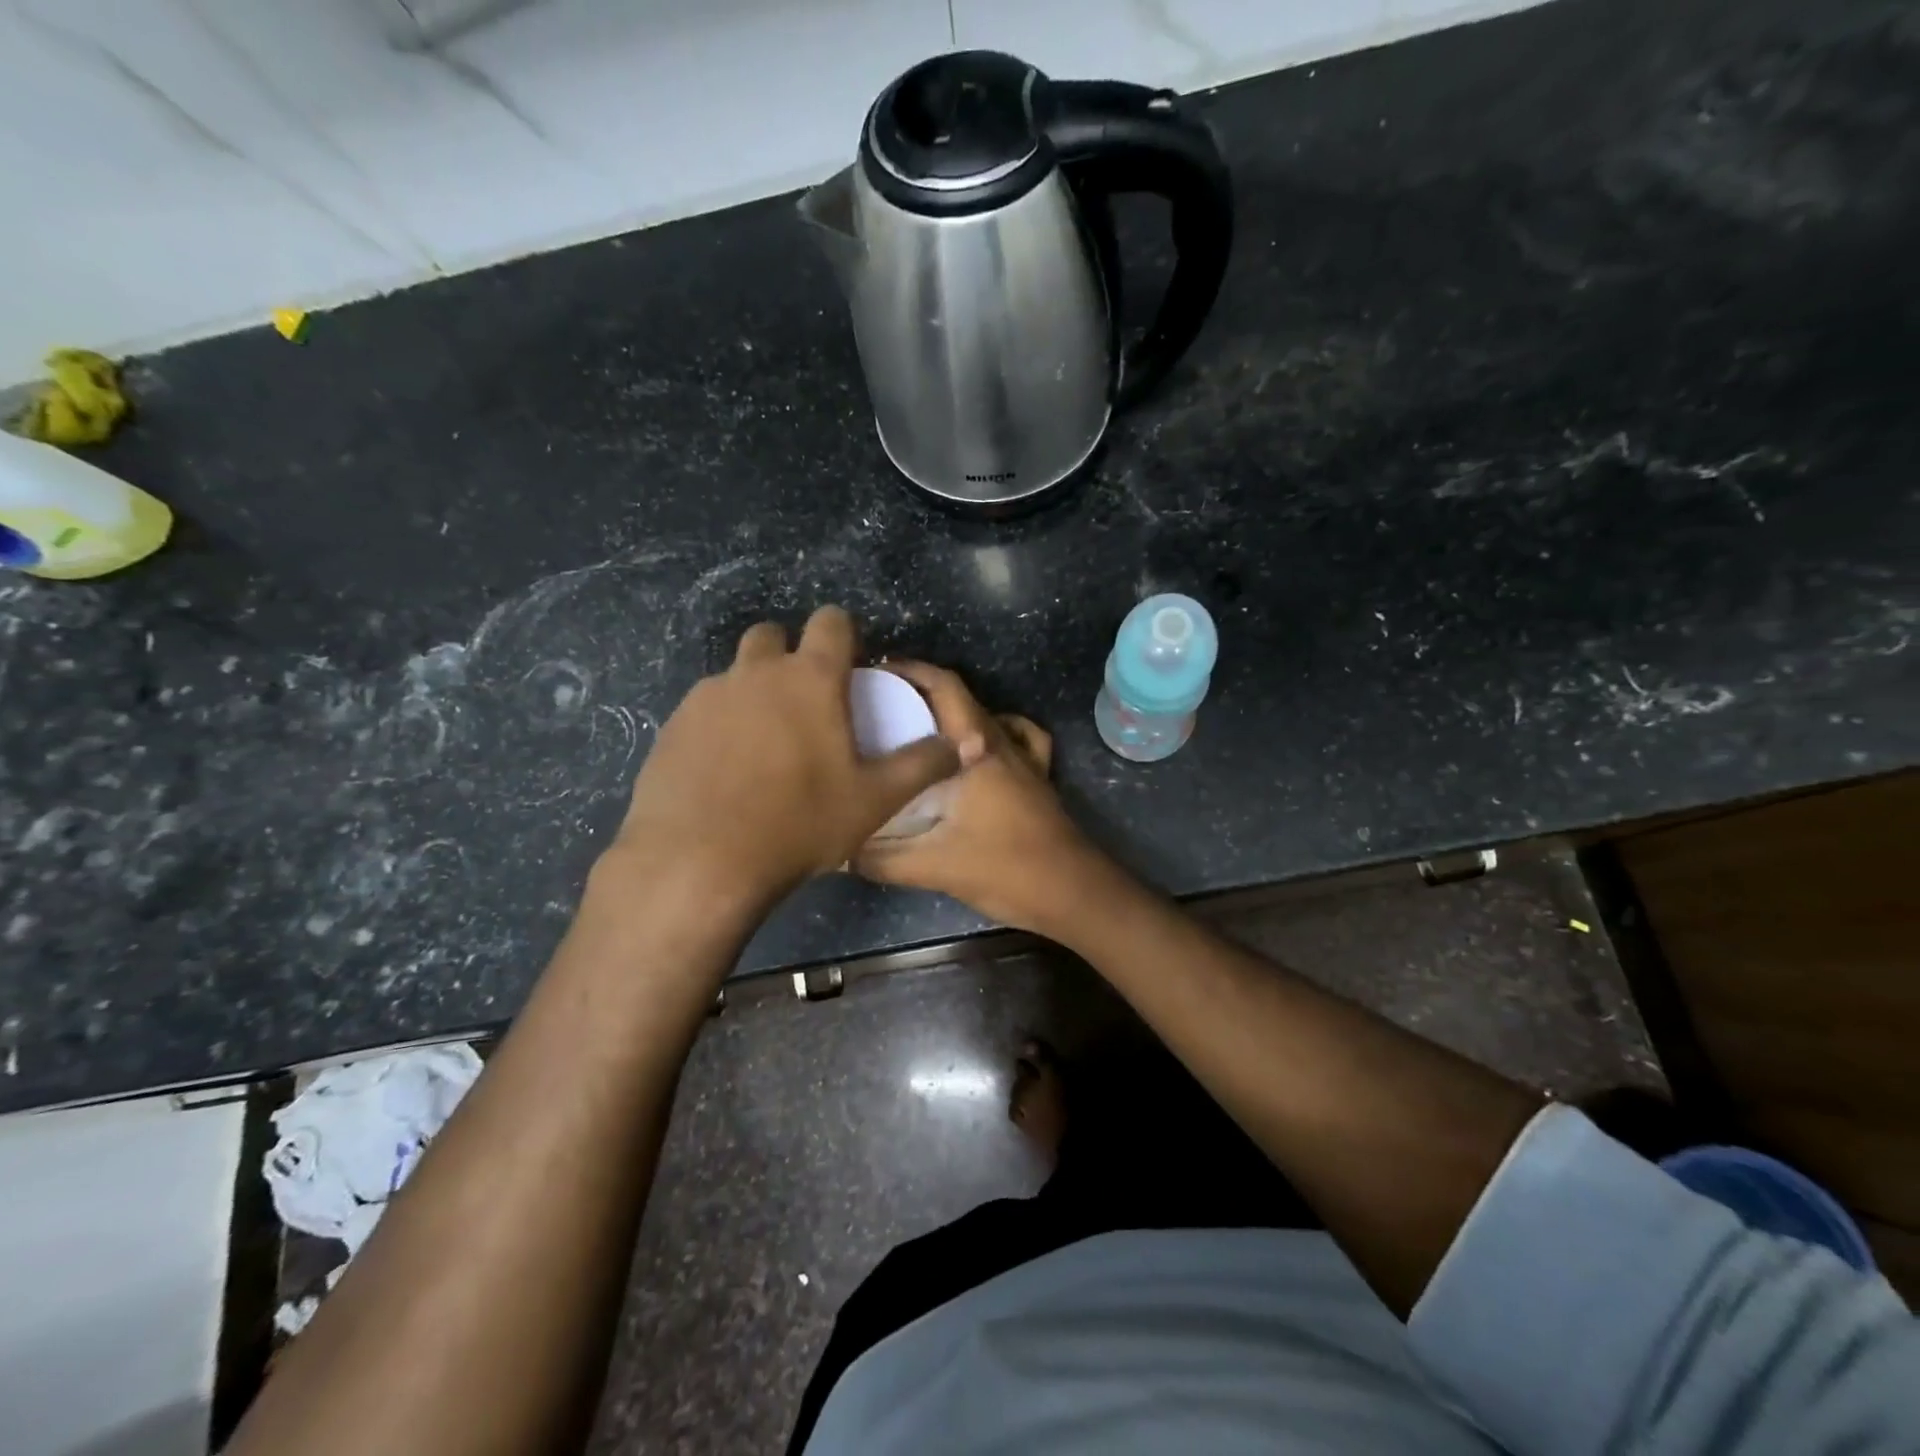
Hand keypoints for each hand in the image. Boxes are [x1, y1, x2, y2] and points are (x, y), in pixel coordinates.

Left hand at [602, 607, 959, 910]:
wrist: (698, 861)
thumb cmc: (799, 823)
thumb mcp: (875, 800)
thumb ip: (922, 765)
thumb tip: (960, 745)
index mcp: (809, 678)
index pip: (831, 621)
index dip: (845, 634)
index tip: (851, 666)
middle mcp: (755, 672)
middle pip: (772, 636)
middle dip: (790, 655)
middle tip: (806, 704)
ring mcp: (707, 696)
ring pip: (735, 674)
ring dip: (754, 692)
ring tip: (766, 747)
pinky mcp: (673, 725)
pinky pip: (705, 710)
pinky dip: (721, 725)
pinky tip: (727, 772)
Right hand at [854, 662, 1113, 934]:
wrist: (1073, 893)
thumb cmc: (1006, 869)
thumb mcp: (934, 867)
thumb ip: (882, 859)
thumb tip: (842, 851)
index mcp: (977, 750)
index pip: (945, 689)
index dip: (911, 671)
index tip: (875, 673)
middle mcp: (1003, 744)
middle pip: (963, 698)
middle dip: (922, 691)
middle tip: (882, 704)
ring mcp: (1027, 761)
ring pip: (988, 718)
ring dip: (955, 714)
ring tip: (921, 728)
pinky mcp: (1038, 780)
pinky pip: (1019, 740)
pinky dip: (996, 733)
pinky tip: (977, 752)